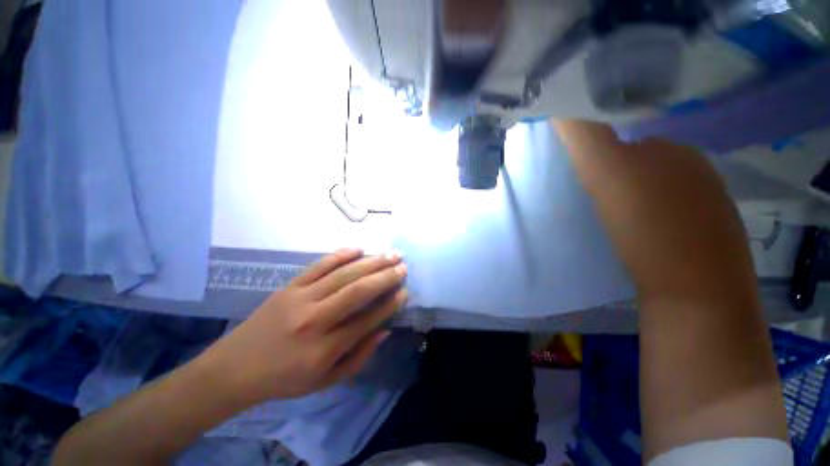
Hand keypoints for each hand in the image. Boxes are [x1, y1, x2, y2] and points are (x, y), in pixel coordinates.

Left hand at [202, 249, 407, 403]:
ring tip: (390, 254)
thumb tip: (385, 329)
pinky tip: (359, 249)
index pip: (366, 320)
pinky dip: (340, 255)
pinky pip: (319, 265)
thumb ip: (359, 356)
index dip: (389, 304)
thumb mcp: (325, 381)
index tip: (405, 292)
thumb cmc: (284, 379)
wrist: (235, 368)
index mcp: (323, 349)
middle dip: (385, 277)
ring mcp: (300, 298)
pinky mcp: (290, 286)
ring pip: (342, 274)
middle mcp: (314, 320)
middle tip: (403, 266)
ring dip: (370, 262)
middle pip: (357, 291)